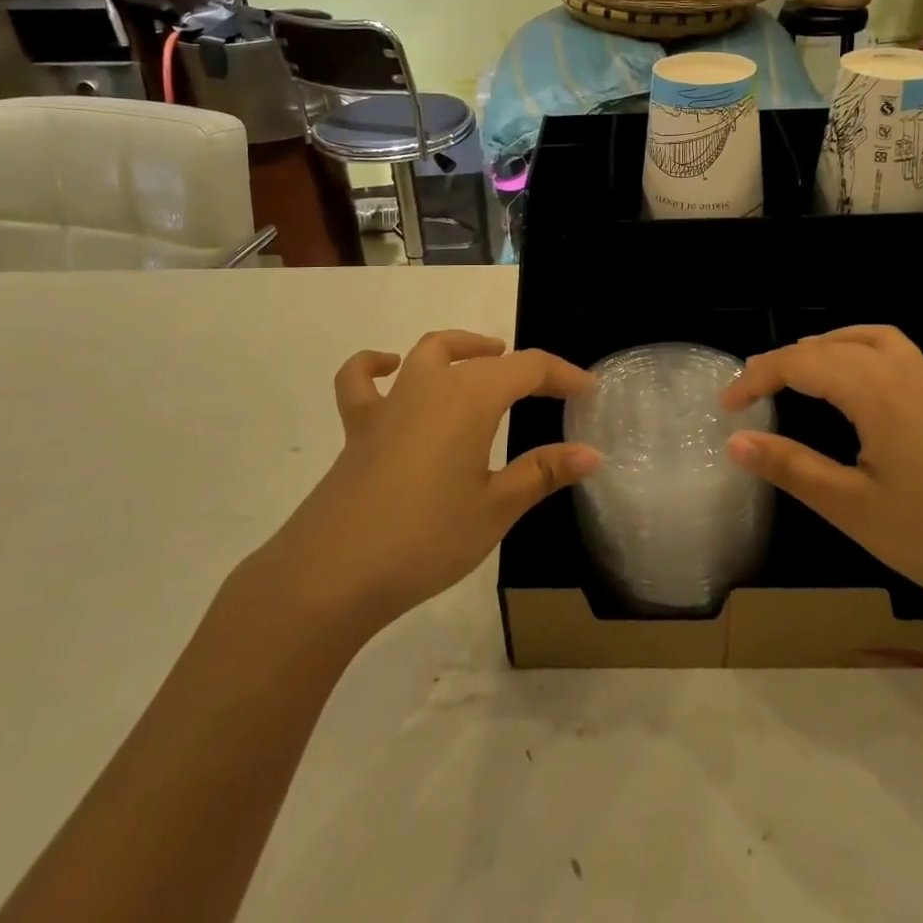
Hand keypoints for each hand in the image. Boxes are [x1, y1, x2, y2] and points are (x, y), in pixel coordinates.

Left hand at [259, 331, 597, 641]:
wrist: (332, 574)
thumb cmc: (426, 538)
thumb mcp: (496, 508)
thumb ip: (543, 472)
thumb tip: (590, 453)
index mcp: (471, 398)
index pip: (529, 368)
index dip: (563, 375)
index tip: (589, 391)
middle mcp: (430, 385)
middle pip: (483, 358)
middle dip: (521, 367)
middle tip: (547, 389)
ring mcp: (390, 402)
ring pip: (429, 352)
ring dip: (462, 348)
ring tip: (486, 358)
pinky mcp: (358, 426)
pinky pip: (362, 380)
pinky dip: (376, 365)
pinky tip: (389, 367)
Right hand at [721, 325, 922, 617]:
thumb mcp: (852, 507)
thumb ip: (790, 467)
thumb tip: (736, 441)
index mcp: (876, 389)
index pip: (800, 363)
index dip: (757, 378)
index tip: (726, 406)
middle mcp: (906, 371)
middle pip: (832, 345)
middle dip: (787, 361)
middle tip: (754, 390)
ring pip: (871, 339)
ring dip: (829, 347)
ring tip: (802, 372)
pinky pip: (899, 354)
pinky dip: (865, 354)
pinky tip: (864, 388)